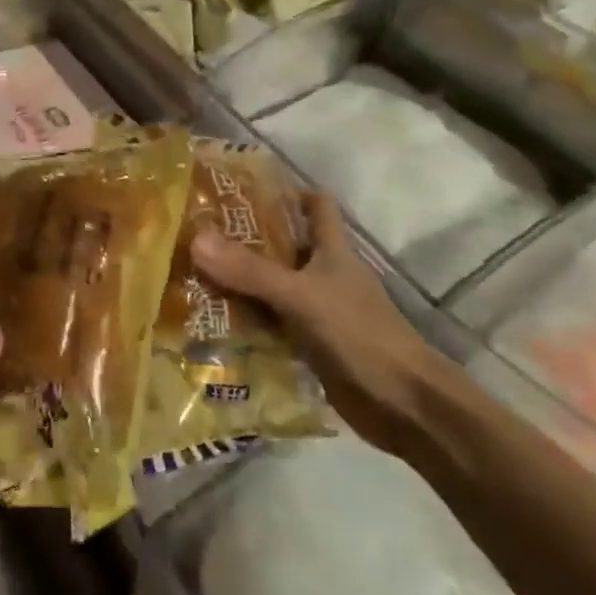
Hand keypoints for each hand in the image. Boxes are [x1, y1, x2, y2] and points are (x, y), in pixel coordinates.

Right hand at [190, 193, 431, 444]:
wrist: (404, 406)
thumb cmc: (359, 335)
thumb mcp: (301, 297)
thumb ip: (251, 271)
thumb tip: (196, 239)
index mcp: (332, 251)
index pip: (316, 206)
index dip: (287, 191)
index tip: (243, 188)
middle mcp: (324, 276)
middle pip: (284, 247)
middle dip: (246, 240)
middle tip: (198, 233)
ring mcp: (318, 312)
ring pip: (273, 288)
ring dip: (241, 284)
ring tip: (192, 274)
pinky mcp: (311, 347)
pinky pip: (272, 327)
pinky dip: (247, 325)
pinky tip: (211, 324)